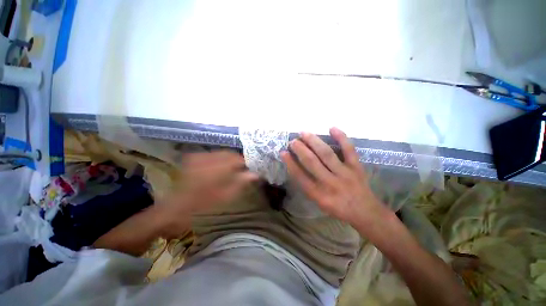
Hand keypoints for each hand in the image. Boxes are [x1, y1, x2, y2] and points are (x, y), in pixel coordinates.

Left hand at [156, 151, 257, 236]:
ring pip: (221, 153)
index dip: (246, 163)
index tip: (251, 169)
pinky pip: (212, 155)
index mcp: (217, 167)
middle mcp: (209, 158)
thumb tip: (255, 174)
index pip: (238, 159)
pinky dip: (219, 159)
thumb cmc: (202, 205)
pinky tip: (220, 168)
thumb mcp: (225, 196)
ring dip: (229, 160)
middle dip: (238, 160)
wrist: (175, 208)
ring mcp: (199, 157)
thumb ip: (241, 182)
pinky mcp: (194, 159)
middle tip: (242, 170)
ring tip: (232, 170)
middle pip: (230, 154)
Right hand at [281, 128, 388, 230]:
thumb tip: (297, 166)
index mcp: (318, 194)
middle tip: (293, 141)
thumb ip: (307, 186)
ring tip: (304, 133)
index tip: (283, 152)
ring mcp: (344, 173)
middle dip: (300, 149)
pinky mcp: (356, 167)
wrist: (365, 212)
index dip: (290, 162)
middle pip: (311, 162)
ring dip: (313, 141)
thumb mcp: (318, 202)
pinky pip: (349, 150)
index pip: (300, 176)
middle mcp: (330, 183)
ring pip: (326, 153)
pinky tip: (332, 128)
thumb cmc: (338, 208)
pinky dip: (341, 137)